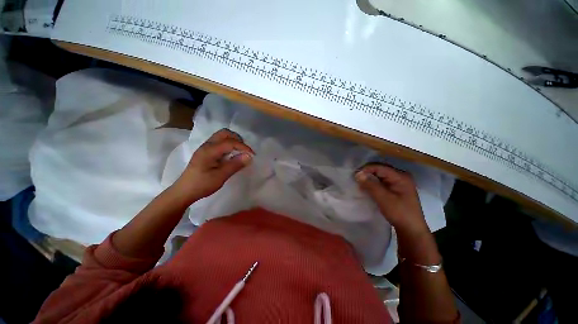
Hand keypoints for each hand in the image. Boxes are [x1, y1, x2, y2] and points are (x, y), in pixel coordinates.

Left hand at [173, 129, 253, 201]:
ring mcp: (205, 147)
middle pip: (225, 133)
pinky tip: (231, 155)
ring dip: (233, 141)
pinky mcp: (206, 152)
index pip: (230, 142)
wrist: (184, 191)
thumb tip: (249, 156)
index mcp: (209, 150)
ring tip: (239, 152)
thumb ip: (235, 165)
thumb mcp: (220, 176)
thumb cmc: (202, 184)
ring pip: (222, 136)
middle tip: (245, 151)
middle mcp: (207, 145)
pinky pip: (219, 142)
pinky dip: (228, 145)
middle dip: (238, 140)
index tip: (252, 155)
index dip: (243, 147)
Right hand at [355, 163, 428, 234]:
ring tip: (359, 184)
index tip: (354, 176)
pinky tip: (366, 188)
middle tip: (355, 179)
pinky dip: (373, 184)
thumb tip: (357, 174)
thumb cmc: (399, 213)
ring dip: (369, 179)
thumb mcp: (383, 198)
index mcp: (400, 176)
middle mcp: (400, 176)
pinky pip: (381, 182)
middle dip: (367, 174)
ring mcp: (399, 183)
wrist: (411, 229)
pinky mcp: (396, 189)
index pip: (379, 167)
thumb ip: (370, 185)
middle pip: (380, 170)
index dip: (366, 169)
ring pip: (380, 176)